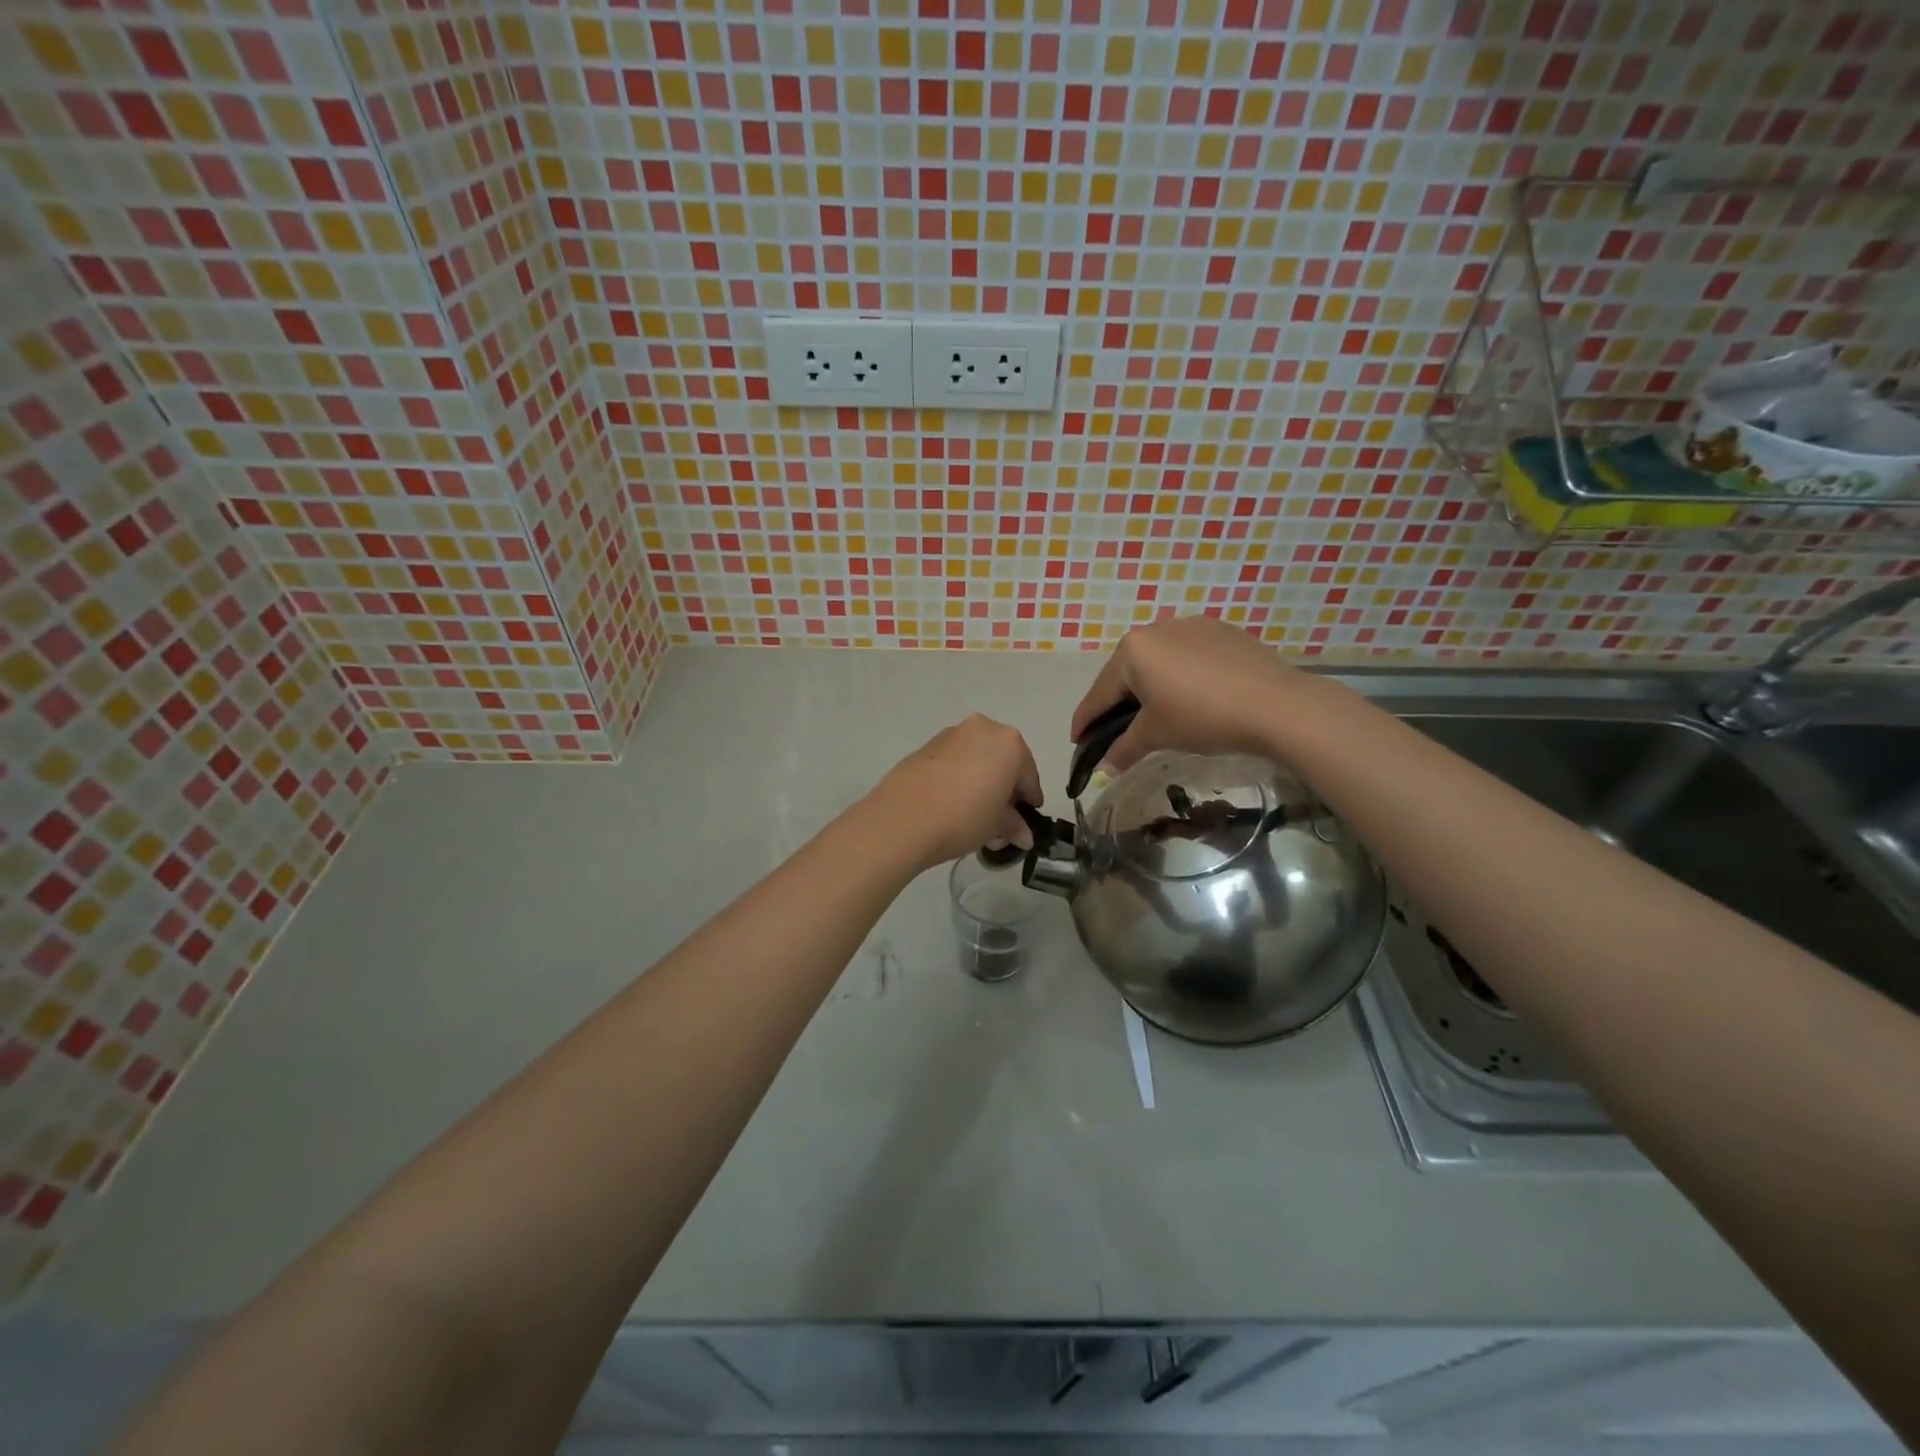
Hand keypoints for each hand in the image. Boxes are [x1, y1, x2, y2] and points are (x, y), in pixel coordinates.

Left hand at [862, 715, 1043, 870]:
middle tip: (1001, 818)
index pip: (1028, 776)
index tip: (1027, 819)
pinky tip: (952, 803)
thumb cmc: (964, 817)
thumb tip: (1024, 835)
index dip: (1029, 800)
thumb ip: (1014, 825)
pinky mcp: (926, 746)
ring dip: (981, 781)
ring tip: (974, 814)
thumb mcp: (996, 826)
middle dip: (1004, 788)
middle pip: (1002, 761)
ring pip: (977, 758)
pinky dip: (959, 777)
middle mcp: (982, 729)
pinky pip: (954, 762)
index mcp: (1009, 743)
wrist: (903, 818)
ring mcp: (951, 735)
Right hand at [1071, 615, 1317, 771]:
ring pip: (1158, 662)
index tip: (1076, 741)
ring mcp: (1191, 625)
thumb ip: (1124, 748)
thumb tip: (1104, 768)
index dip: (1085, 721)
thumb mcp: (1157, 735)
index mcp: (1132, 650)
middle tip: (1113, 731)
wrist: (1277, 705)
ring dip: (1150, 687)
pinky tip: (1191, 697)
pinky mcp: (1222, 632)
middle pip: (1127, 673)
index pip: (1099, 693)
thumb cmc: (1203, 717)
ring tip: (1153, 713)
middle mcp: (1156, 629)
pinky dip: (1180, 677)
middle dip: (1118, 703)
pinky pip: (1188, 656)